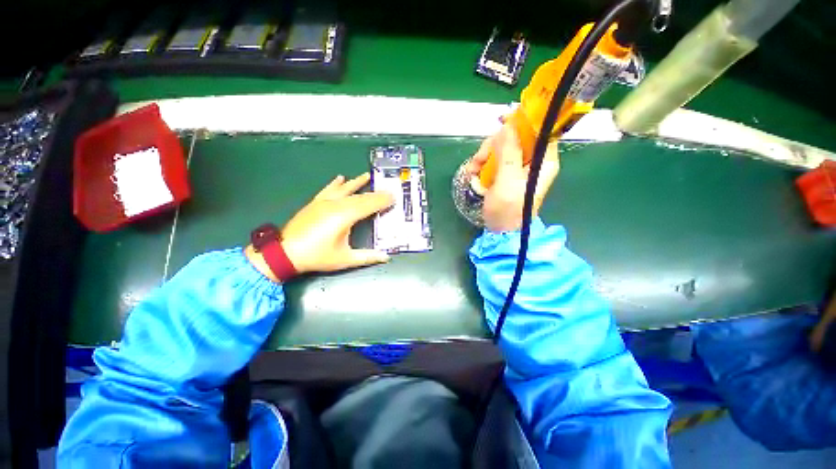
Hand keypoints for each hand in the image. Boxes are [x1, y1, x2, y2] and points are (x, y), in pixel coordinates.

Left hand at [246, 173, 393, 280]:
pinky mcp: (315, 203)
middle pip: (359, 197)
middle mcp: (335, 205)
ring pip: (345, 190)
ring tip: (367, 176)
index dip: (382, 201)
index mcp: (344, 217)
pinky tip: (340, 178)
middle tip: (387, 191)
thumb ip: (368, 257)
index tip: (393, 198)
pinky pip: (328, 189)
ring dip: (357, 183)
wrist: (284, 253)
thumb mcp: (345, 259)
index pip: (368, 205)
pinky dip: (336, 183)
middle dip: (375, 194)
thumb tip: (386, 257)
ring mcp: (324, 202)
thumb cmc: (317, 256)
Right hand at [467, 124, 559, 231]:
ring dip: (485, 156)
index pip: (540, 131)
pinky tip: (474, 174)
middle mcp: (533, 161)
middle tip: (480, 158)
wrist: (501, 231)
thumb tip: (507, 127)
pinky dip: (482, 164)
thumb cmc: (508, 210)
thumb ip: (509, 154)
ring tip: (474, 171)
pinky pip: (494, 160)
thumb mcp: (508, 182)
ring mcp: (518, 168)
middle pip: (516, 138)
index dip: (523, 120)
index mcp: (543, 161)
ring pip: (501, 148)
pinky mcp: (506, 174)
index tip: (503, 118)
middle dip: (494, 145)